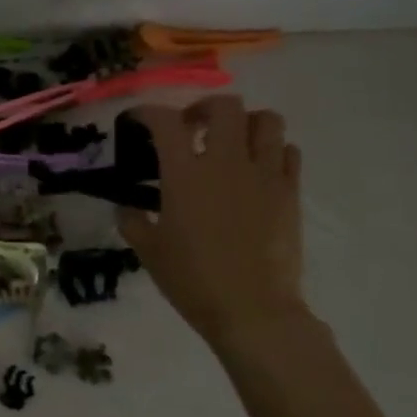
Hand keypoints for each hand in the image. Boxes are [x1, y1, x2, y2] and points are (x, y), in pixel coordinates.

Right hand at [119, 96, 307, 344]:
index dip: (147, 112)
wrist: (252, 309)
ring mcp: (264, 175)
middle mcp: (226, 163)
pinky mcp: (290, 192)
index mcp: (184, 174)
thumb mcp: (148, 250)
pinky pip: (288, 152)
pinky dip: (272, 151)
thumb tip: (126, 209)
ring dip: (244, 124)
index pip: (165, 122)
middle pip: (225, 107)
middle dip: (204, 109)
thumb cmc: (192, 279)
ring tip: (230, 143)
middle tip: (191, 128)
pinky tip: (256, 170)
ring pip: (266, 121)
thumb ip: (133, 221)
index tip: (138, 121)